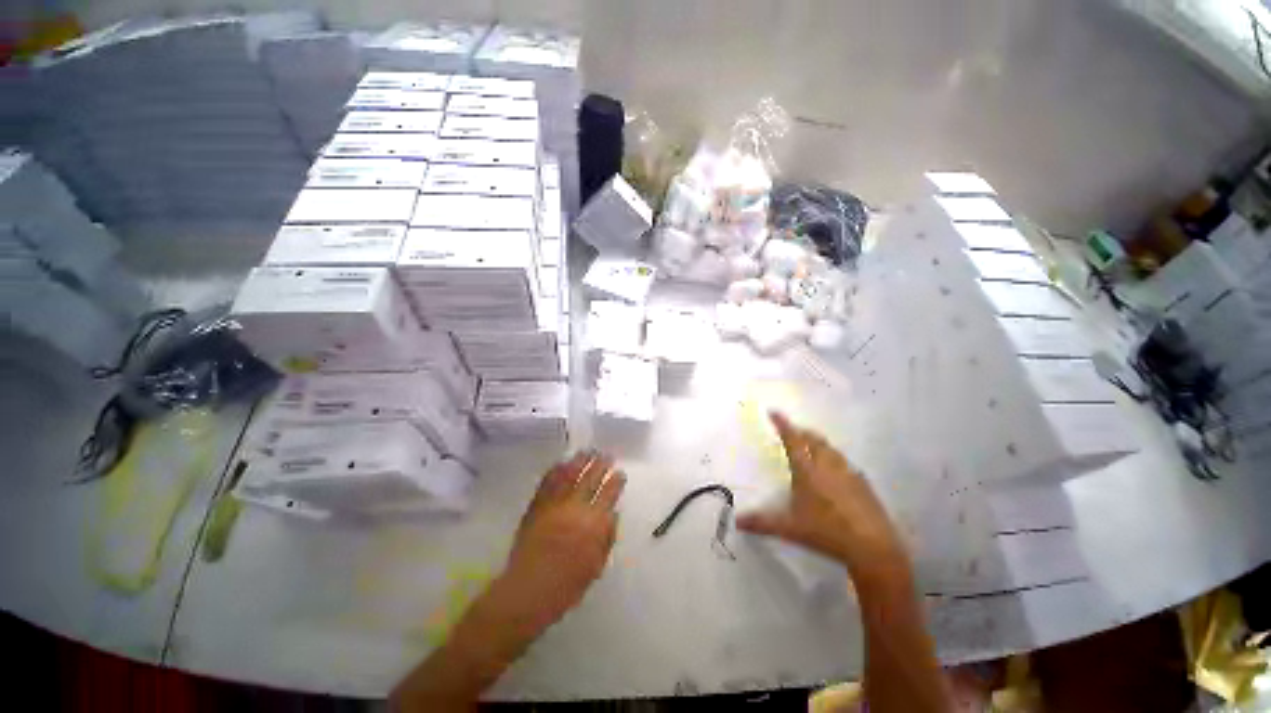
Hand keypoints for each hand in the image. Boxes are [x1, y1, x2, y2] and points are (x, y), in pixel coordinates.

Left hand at [488, 451, 625, 637]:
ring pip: (570, 475)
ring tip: (588, 451)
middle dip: (601, 465)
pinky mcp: (537, 506)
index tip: (620, 472)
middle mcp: (576, 509)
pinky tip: (561, 463)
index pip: (609, 494)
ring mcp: (555, 505)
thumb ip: (607, 539)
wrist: (528, 591)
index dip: (616, 481)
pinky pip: (547, 483)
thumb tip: (614, 514)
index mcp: (594, 524)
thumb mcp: (595, 567)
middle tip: (607, 455)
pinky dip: (555, 471)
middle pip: (591, 479)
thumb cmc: (566, 586)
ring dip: (580, 461)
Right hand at [737, 412, 908, 579]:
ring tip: (809, 446)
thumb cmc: (825, 532)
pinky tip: (833, 471)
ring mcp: (848, 472)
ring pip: (830, 448)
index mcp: (807, 470)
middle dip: (800, 431)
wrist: (872, 547)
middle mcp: (827, 465)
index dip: (782, 424)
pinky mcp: (863, 483)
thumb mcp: (789, 528)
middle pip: (812, 439)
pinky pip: (844, 462)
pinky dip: (833, 458)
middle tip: (790, 432)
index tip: (773, 412)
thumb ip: (761, 523)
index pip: (792, 439)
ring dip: (817, 443)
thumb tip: (736, 522)